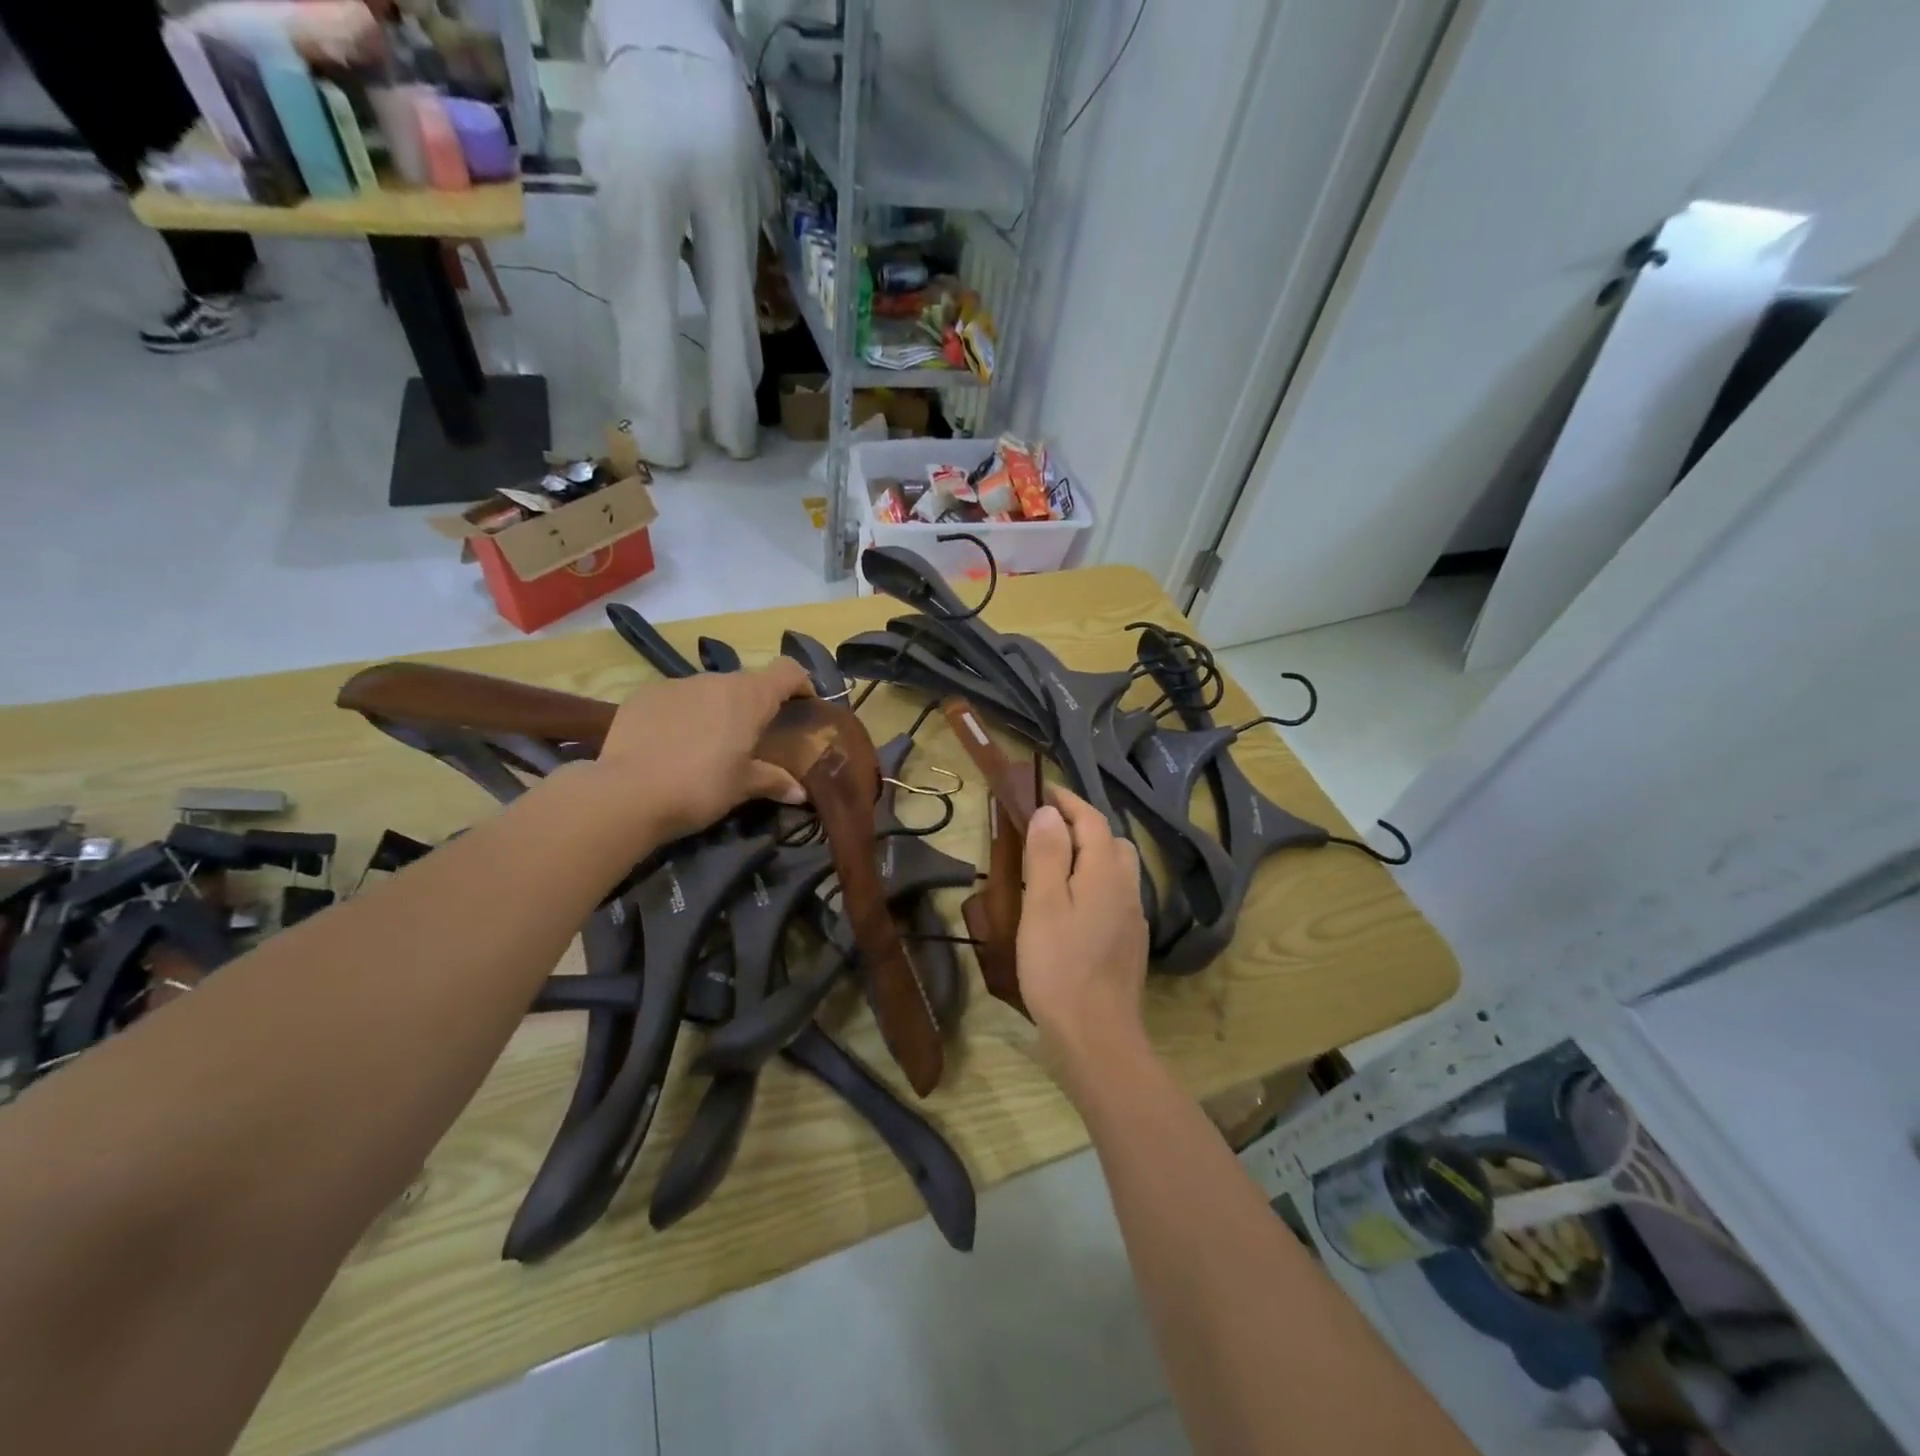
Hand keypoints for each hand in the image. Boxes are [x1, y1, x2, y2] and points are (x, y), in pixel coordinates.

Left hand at [593, 659, 812, 838]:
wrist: (627, 794)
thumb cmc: (700, 787)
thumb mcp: (742, 787)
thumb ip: (773, 781)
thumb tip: (800, 792)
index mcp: (749, 697)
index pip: (788, 671)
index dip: (800, 683)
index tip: (803, 704)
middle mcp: (715, 680)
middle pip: (746, 683)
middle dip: (753, 705)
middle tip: (751, 739)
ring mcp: (676, 684)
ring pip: (708, 690)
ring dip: (715, 710)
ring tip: (706, 745)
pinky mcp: (643, 695)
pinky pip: (674, 699)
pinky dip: (681, 715)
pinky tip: (669, 745)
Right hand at [1016, 786, 1150, 1072]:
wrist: (1096, 1034)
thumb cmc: (1059, 965)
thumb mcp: (1042, 904)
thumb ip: (1047, 854)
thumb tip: (1049, 812)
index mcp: (1104, 872)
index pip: (1092, 820)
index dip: (1068, 801)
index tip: (1043, 790)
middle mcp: (1126, 887)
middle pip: (1111, 841)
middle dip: (1082, 825)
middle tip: (1045, 829)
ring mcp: (1132, 916)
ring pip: (1116, 869)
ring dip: (1090, 854)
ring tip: (1055, 864)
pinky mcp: (1130, 942)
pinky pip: (1115, 895)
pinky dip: (1094, 882)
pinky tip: (1073, 905)